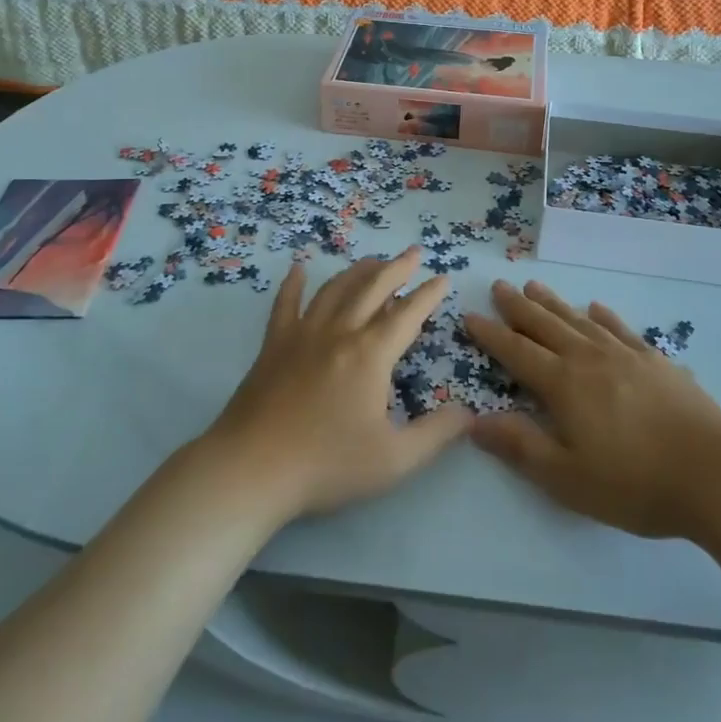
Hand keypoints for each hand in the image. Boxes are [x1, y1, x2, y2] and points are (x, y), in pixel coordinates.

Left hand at [200, 248, 471, 520]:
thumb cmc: (326, 465)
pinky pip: (285, 304)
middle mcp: (339, 332)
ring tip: (373, 261)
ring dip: (358, 270)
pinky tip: (299, 269)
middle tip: (413, 252)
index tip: (443, 277)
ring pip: (335, 289)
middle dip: (397, 267)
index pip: (407, 314)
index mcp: (370, 354)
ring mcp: (302, 334)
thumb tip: (468, 413)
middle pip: (372, 287)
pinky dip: (294, 283)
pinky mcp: (273, 345)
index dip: (428, 294)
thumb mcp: (394, 460)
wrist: (252, 469)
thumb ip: (436, 434)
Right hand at [464, 281, 720, 539]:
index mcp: (564, 384)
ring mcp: (626, 355)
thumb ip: (520, 446)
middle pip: (546, 325)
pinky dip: (603, 316)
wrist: (715, 474)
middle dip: (518, 307)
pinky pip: (621, 329)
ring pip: (579, 320)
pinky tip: (597, 308)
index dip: (491, 335)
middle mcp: (589, 359)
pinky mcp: (656, 362)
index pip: (517, 352)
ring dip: (554, 303)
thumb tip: (474, 421)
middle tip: (499, 286)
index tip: (469, 316)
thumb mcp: (567, 477)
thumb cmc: (635, 483)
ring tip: (535, 286)